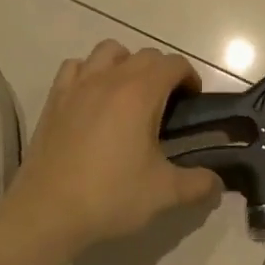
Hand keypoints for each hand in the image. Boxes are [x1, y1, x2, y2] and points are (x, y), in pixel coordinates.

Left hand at [5, 40, 222, 250]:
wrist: (46, 213)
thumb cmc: (110, 196)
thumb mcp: (164, 193)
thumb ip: (198, 184)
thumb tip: (218, 183)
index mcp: (141, 94)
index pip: (173, 64)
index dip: (189, 78)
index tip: (192, 102)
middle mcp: (110, 79)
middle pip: (145, 55)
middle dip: (162, 72)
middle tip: (167, 105)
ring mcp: (78, 86)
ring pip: (108, 51)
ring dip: (126, 63)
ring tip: (129, 94)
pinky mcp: (54, 100)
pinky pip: (75, 67)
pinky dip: (89, 72)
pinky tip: (93, 98)